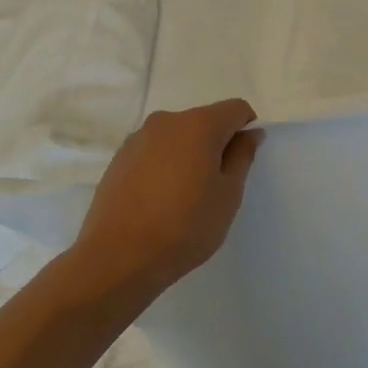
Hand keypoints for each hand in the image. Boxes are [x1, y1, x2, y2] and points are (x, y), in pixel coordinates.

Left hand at [71, 100, 262, 296]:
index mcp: (199, 124)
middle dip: (216, 144)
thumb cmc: (185, 226)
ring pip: (177, 137)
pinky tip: (159, 200)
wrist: (118, 257)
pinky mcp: (119, 159)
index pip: (235, 109)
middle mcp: (167, 121)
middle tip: (216, 185)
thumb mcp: (228, 195)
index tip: (242, 161)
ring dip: (189, 155)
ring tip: (184, 196)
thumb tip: (249, 133)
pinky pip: (154, 152)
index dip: (246, 129)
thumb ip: (242, 157)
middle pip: (204, 121)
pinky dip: (165, 165)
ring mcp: (138, 139)